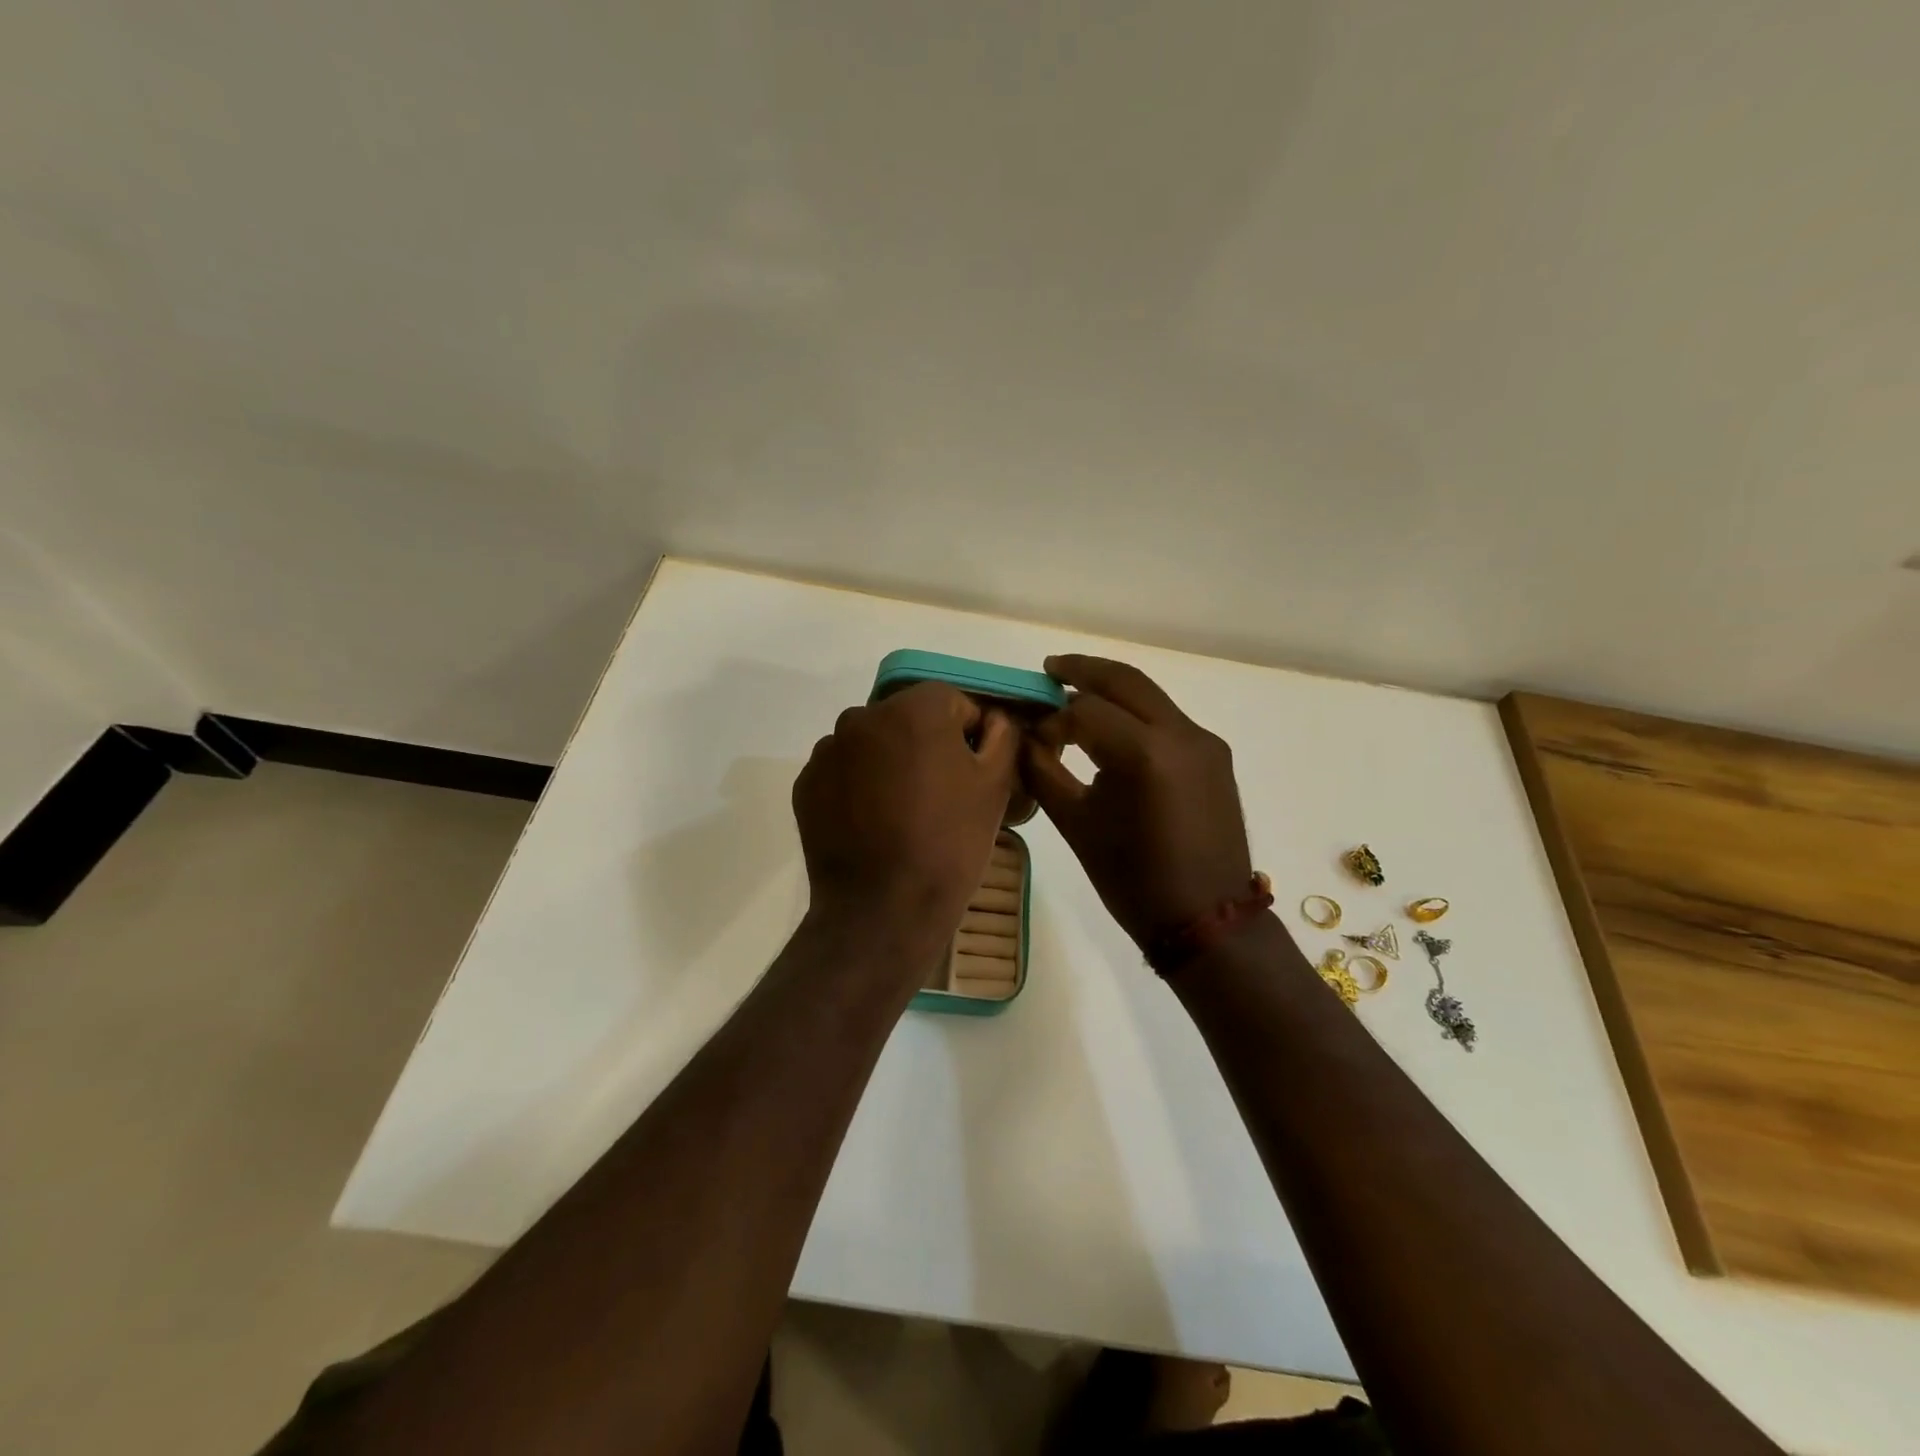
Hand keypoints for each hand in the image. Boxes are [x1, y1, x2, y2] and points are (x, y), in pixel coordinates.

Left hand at [793, 682, 1019, 953]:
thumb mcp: (996, 785)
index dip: (970, 736)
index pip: (953, 702)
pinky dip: (859, 787)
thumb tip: (993, 720)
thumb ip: (1003, 735)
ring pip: (873, 744)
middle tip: (941, 796)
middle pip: (908, 719)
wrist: (882, 910)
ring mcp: (828, 751)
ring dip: (890, 764)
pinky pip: (844, 772)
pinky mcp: (806, 785)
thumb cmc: (948, 843)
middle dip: (927, 746)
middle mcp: (862, 716)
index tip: (974, 775)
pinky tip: (873, 824)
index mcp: (912, 709)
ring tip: (903, 814)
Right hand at [1022, 655, 1251, 952]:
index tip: (1033, 739)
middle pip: (1125, 681)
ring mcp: (1204, 742)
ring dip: (1111, 690)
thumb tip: (1023, 740)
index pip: (1085, 710)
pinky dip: (1135, 714)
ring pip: (1150, 696)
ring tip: (1075, 695)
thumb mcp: (1077, 826)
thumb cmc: (1134, 881)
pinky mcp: (1214, 756)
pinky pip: (1167, 719)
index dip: (1052, 719)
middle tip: (1050, 669)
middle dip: (1083, 671)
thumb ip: (1044, 773)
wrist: (1207, 921)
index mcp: (1146, 753)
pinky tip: (1113, 730)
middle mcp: (1182, 734)